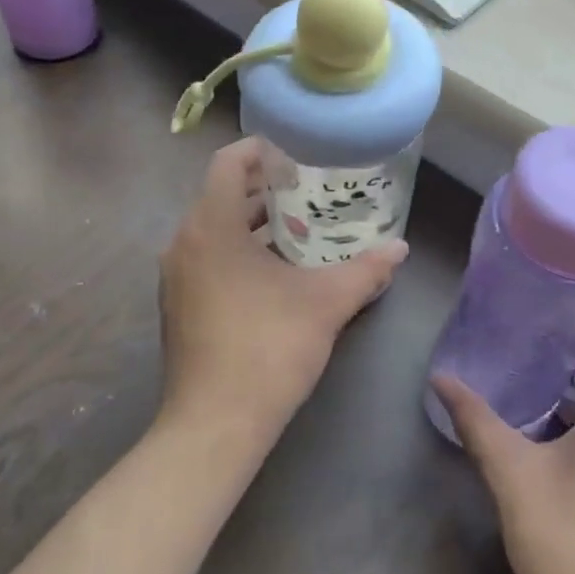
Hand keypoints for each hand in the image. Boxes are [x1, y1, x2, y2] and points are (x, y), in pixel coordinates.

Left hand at [160, 137, 407, 452]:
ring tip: (301, 227)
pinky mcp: (177, 305)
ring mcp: (175, 276)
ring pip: (214, 229)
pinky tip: (276, 273)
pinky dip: (237, 252)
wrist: (215, 424)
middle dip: (266, 189)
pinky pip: (207, 259)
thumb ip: (366, 270)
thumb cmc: (269, 348)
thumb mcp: (326, 304)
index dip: (262, 150)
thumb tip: (399, 249)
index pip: (228, 162)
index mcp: (211, 225)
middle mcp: (183, 242)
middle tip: (311, 189)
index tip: (298, 153)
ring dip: (253, 223)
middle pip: (222, 194)